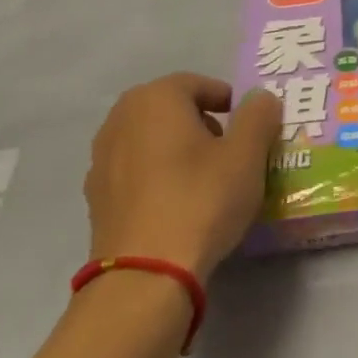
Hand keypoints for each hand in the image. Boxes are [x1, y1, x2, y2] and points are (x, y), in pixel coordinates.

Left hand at [83, 75, 281, 281]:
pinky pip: (135, 172)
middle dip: (202, 123)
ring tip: (206, 180)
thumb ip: (258, 116)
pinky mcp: (96, 197)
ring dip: (178, 150)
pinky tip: (178, 205)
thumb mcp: (247, 154)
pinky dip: (157, 177)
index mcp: (155, 99)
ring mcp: (101, 159)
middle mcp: (120, 119)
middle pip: (170, 109)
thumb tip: (261, 98)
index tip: (249, 128)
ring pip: (151, 140)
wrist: (146, 273)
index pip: (198, 84)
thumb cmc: (201, 199)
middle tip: (231, 151)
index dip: (228, 101)